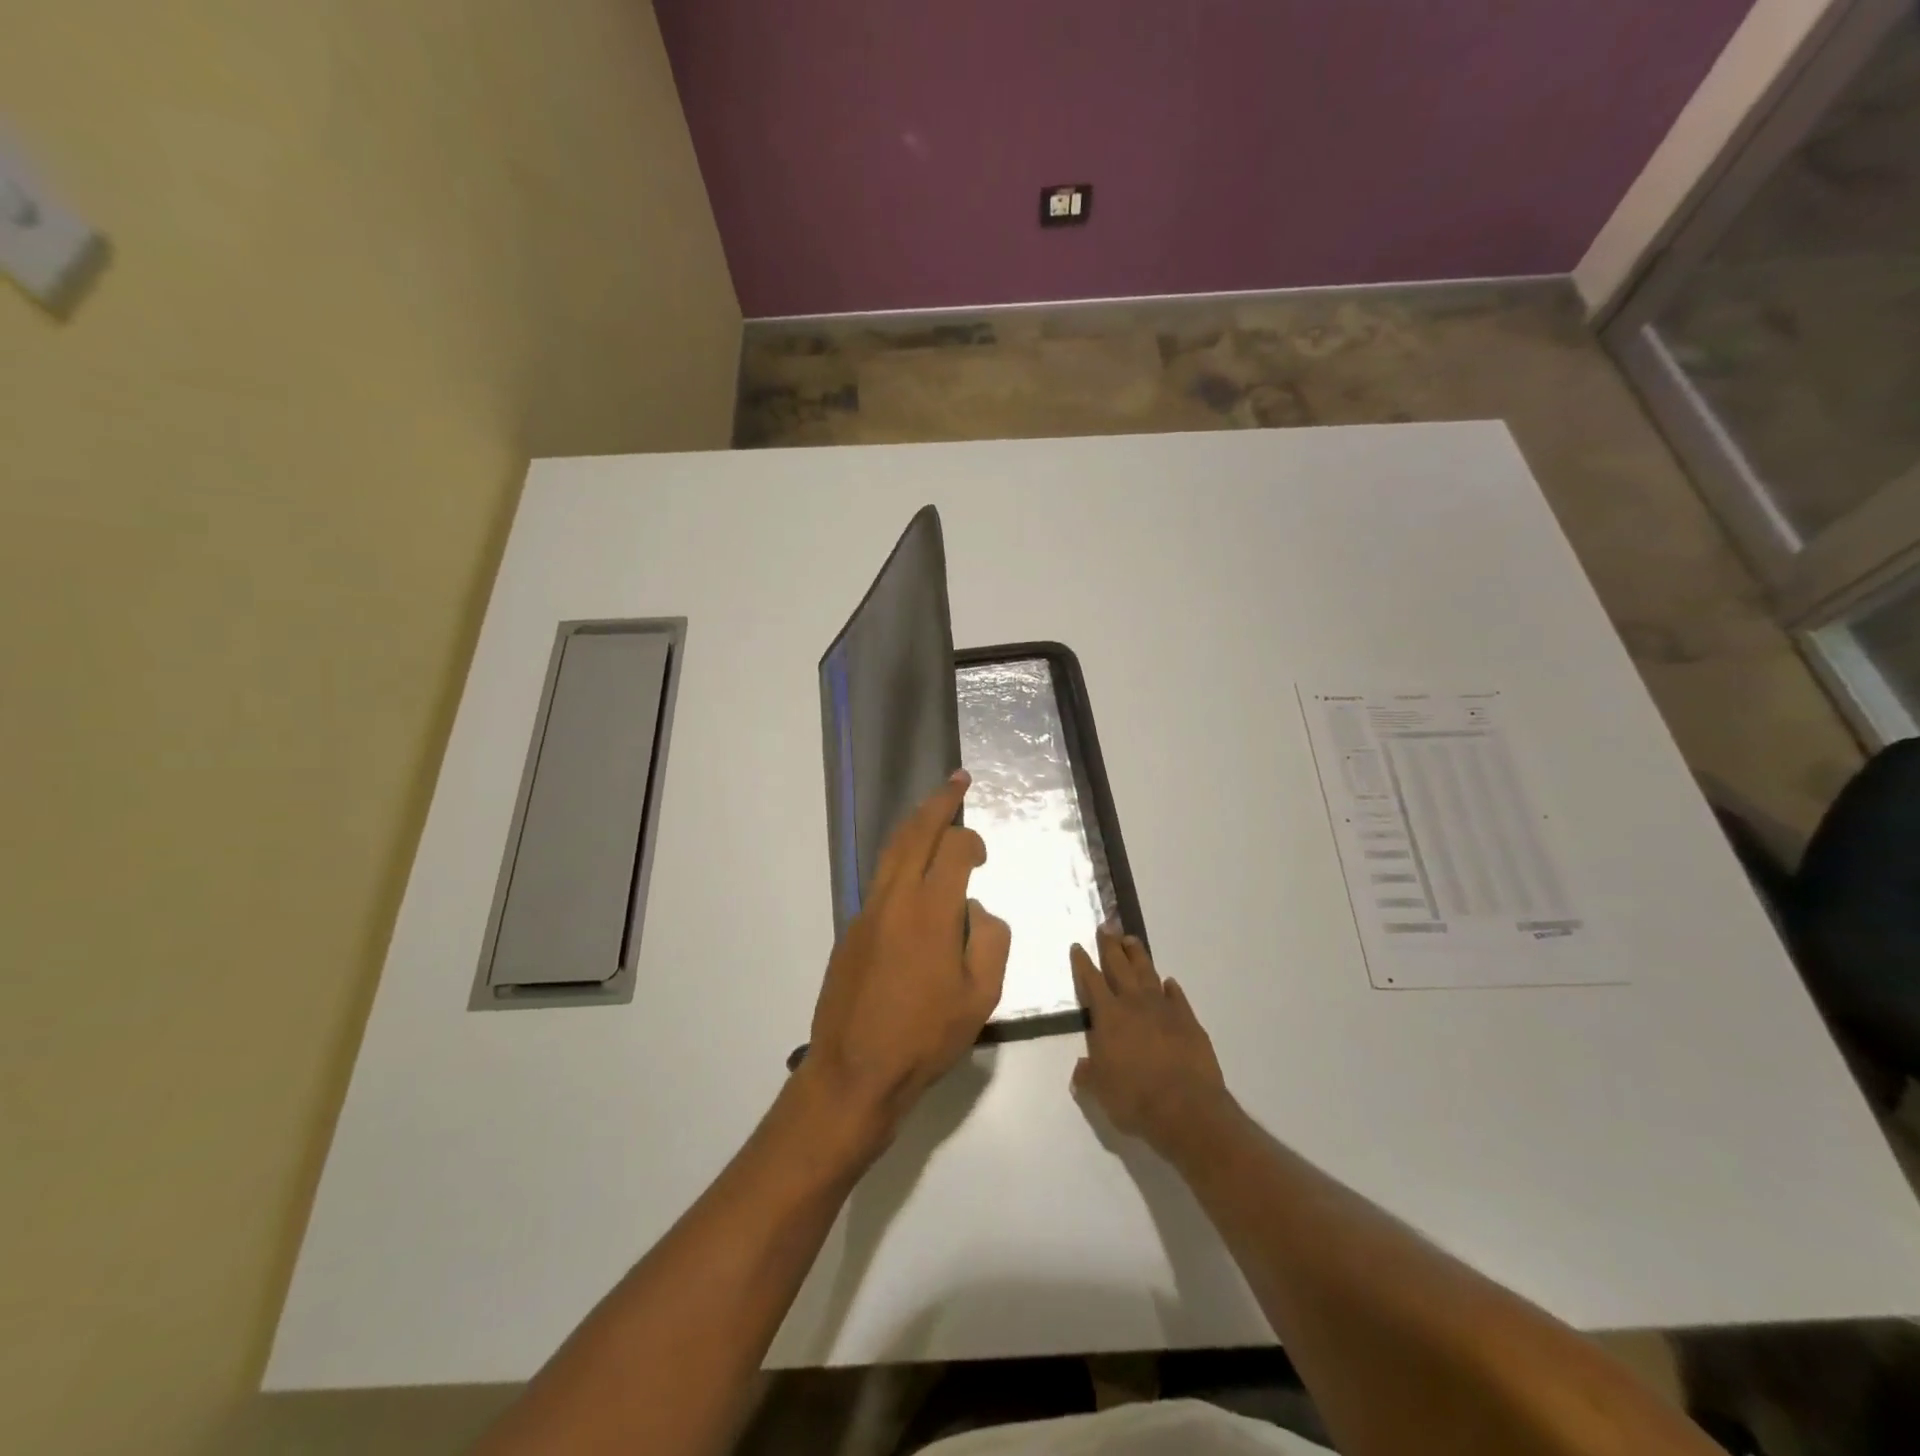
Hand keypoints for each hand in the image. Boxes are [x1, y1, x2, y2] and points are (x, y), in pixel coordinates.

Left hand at [805, 771, 1009, 1139]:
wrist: (854, 1071)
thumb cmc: (925, 1038)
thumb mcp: (981, 997)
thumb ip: (990, 941)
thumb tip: (977, 910)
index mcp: (930, 910)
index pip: (954, 849)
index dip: (972, 841)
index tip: (983, 856)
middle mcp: (895, 899)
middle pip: (915, 833)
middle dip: (938, 802)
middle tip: (957, 781)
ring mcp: (867, 913)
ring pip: (891, 852)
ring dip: (914, 825)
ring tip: (932, 809)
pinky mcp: (851, 931)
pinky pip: (879, 881)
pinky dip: (899, 860)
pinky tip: (911, 873)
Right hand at [1070, 927, 1229, 1151]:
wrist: (1186, 1108)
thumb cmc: (1135, 1098)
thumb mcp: (1101, 1091)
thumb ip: (1089, 1074)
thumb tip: (1081, 1067)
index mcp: (1108, 1016)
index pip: (1091, 981)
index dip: (1083, 963)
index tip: (1078, 946)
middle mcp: (1134, 1004)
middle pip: (1119, 966)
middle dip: (1110, 945)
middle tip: (1106, 926)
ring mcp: (1164, 1010)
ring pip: (1147, 973)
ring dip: (1138, 956)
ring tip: (1131, 940)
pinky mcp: (1189, 1021)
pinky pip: (1177, 997)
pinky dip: (1170, 988)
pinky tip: (1168, 982)